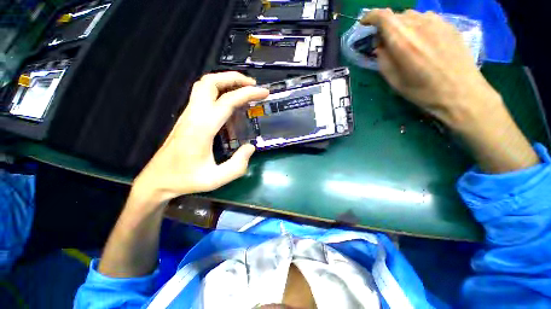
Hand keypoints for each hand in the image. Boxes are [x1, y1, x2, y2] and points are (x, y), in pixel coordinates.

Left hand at [132, 72, 269, 204]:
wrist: (157, 179)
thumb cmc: (186, 179)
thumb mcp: (216, 179)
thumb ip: (238, 165)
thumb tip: (251, 147)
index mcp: (202, 128)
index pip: (227, 101)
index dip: (248, 94)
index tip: (264, 92)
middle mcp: (193, 115)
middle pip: (210, 82)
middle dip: (234, 78)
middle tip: (252, 85)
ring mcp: (188, 114)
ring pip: (204, 85)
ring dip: (225, 81)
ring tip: (243, 88)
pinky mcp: (187, 117)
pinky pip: (202, 94)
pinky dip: (218, 90)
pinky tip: (229, 101)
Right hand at [362, 9, 538, 172]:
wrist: (461, 93)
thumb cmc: (423, 91)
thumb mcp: (394, 80)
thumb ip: (383, 59)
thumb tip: (380, 45)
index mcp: (403, 41)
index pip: (382, 16)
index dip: (370, 16)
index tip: (365, 23)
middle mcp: (419, 25)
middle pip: (396, 16)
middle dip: (386, 27)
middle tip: (385, 43)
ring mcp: (437, 22)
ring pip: (411, 16)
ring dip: (402, 26)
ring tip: (405, 43)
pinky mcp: (449, 25)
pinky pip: (427, 19)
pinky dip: (418, 26)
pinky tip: (422, 41)